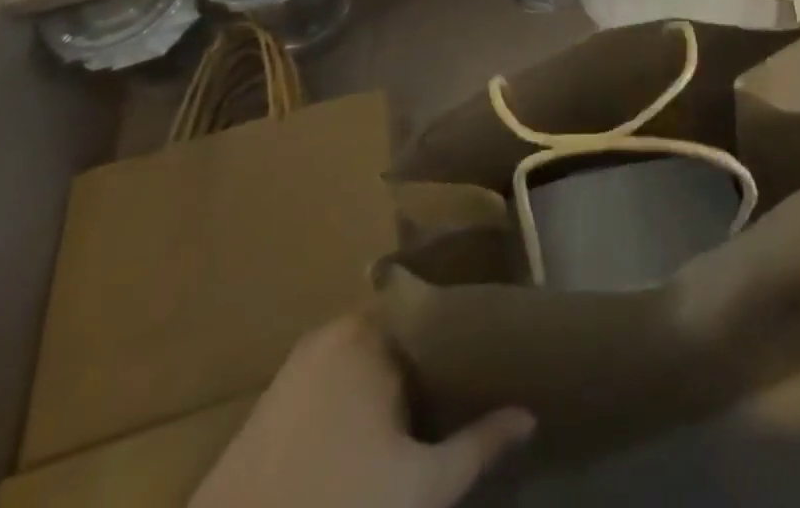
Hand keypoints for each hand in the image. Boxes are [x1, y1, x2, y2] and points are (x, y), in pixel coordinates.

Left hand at [190, 316, 534, 507]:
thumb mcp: (420, 488)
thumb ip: (478, 445)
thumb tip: (529, 414)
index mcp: (371, 332)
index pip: (432, 311)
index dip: (461, 334)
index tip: (488, 354)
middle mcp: (334, 331)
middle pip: (398, 333)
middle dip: (428, 361)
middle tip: (462, 389)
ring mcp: (297, 364)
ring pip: (364, 358)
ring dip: (391, 381)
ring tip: (424, 415)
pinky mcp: (271, 400)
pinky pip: (331, 379)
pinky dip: (356, 397)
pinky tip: (370, 439)